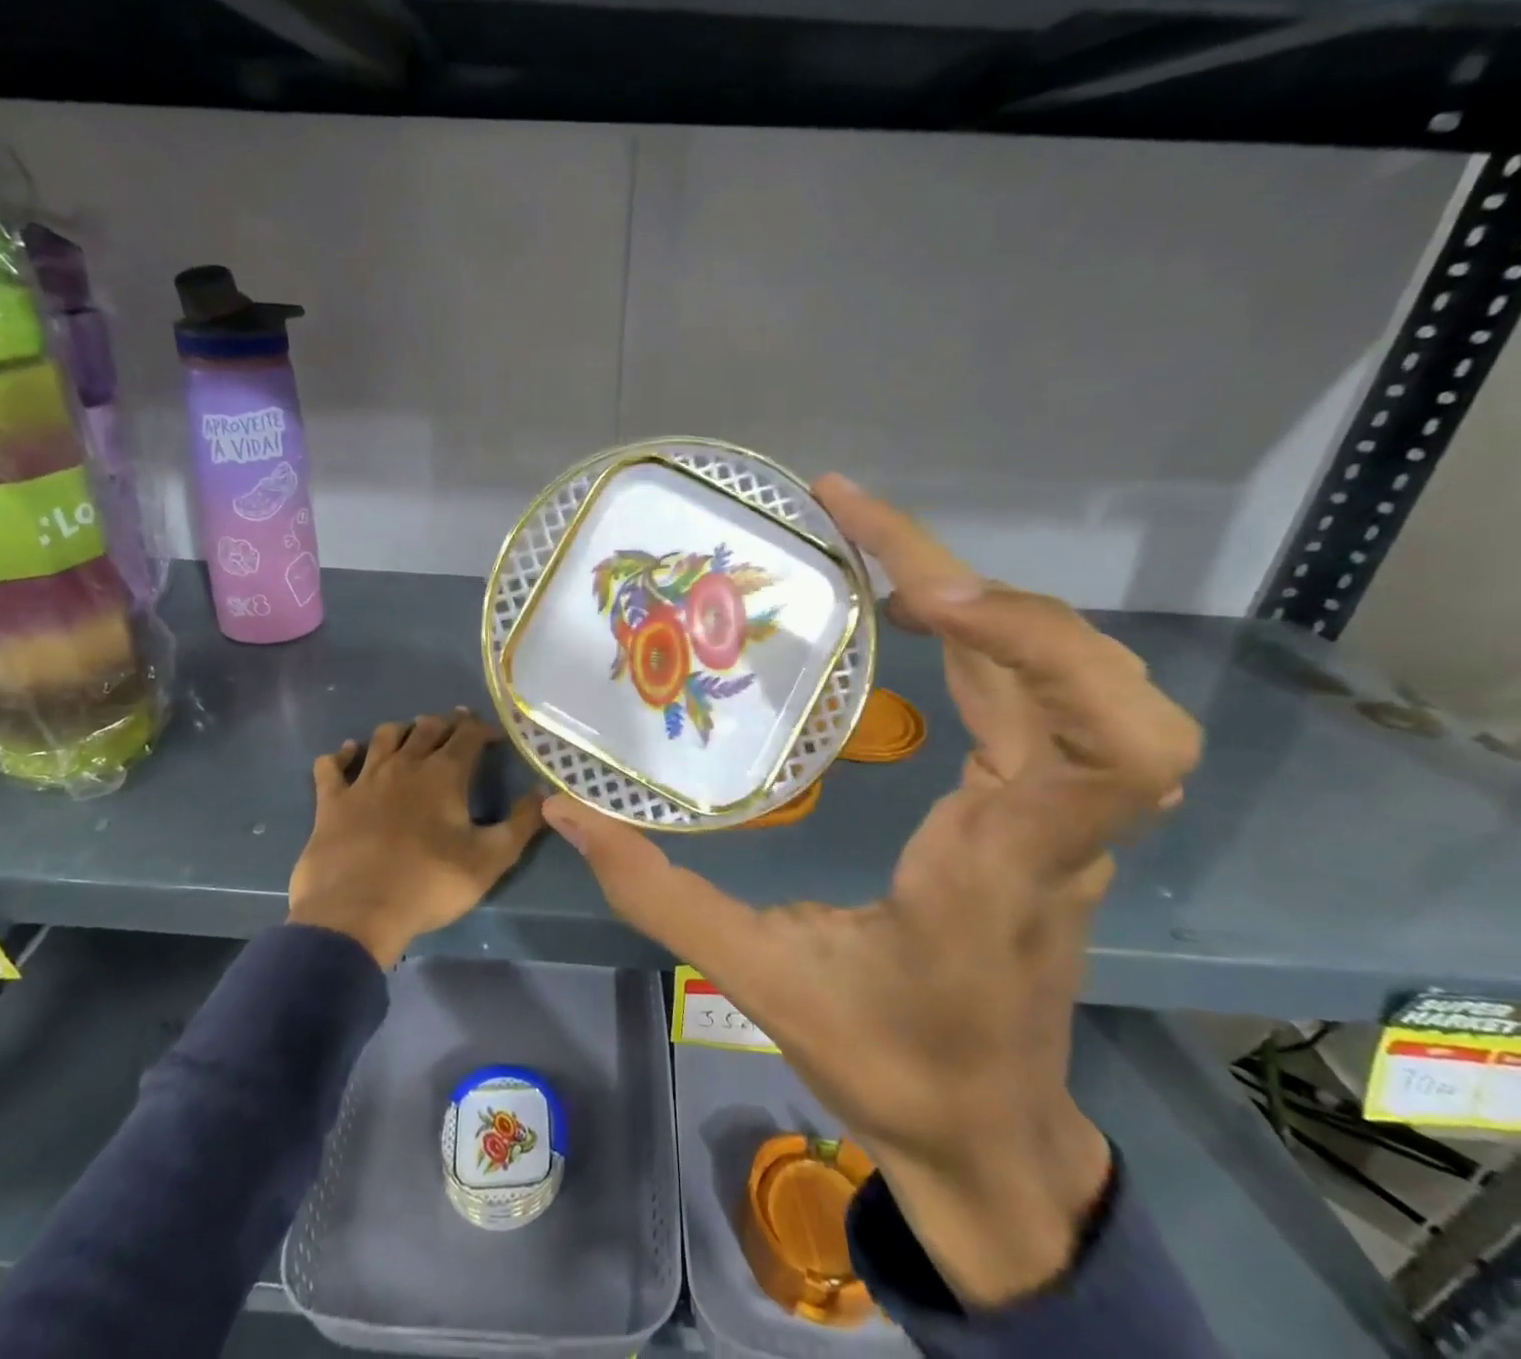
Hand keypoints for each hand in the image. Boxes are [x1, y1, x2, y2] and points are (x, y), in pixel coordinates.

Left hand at [289, 710, 545, 966]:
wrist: (356, 913)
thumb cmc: (430, 884)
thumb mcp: (491, 859)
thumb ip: (522, 823)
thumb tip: (542, 792)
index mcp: (444, 774)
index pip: (467, 734)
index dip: (482, 728)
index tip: (493, 735)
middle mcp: (405, 765)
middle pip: (427, 728)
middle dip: (446, 723)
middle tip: (456, 729)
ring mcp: (364, 779)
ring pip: (384, 737)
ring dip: (401, 731)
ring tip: (411, 735)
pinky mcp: (332, 801)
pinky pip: (331, 766)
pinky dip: (341, 755)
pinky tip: (347, 753)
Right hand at [543, 474, 1200, 1305]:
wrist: (989, 1139)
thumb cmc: (890, 1066)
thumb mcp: (760, 981)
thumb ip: (658, 895)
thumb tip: (568, 815)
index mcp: (1001, 866)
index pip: (1102, 746)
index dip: (1033, 643)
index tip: (913, 595)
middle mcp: (1055, 829)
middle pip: (1101, 685)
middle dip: (992, 590)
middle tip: (865, 533)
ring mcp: (1064, 818)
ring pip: (1085, 681)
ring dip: (993, 603)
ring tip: (882, 560)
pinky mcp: (1047, 812)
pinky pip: (1046, 700)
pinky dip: (993, 636)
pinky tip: (920, 617)